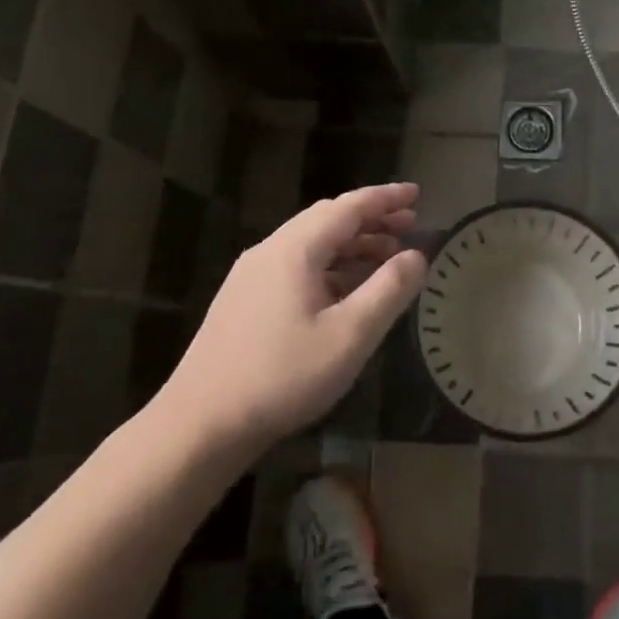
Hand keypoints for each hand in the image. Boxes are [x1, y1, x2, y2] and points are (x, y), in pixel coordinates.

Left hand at [159, 183, 427, 451]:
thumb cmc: (282, 376)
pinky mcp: (243, 300)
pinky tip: (346, 291)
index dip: (386, 198)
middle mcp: (270, 251)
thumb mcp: (350, 336)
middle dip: (371, 219)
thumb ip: (389, 290)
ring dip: (351, 244)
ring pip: (311, 243)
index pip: (348, 207)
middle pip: (328, 219)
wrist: (200, 424)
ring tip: (387, 258)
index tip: (417, 193)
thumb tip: (418, 255)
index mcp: (294, 249)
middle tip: (409, 227)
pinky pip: (296, 265)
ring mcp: (252, 275)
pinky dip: (330, 265)